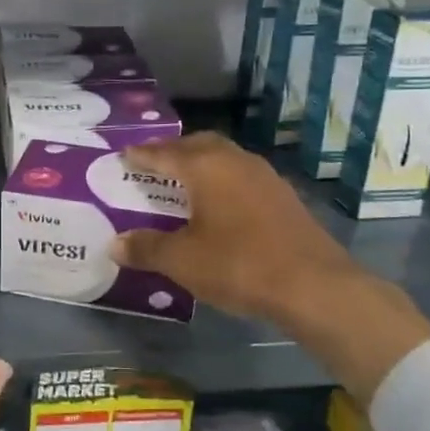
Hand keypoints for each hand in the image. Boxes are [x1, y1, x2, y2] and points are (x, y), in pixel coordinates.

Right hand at [108, 133, 356, 322]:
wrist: (314, 285)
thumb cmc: (239, 264)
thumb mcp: (183, 261)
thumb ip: (147, 248)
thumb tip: (116, 244)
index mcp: (206, 167)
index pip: (164, 153)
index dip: (142, 154)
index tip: (124, 154)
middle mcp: (235, 161)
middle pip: (198, 145)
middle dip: (173, 151)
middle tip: (152, 163)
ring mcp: (264, 176)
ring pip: (224, 157)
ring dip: (201, 163)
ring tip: (183, 181)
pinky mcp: (283, 196)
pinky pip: (241, 176)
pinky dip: (222, 180)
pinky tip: (218, 203)